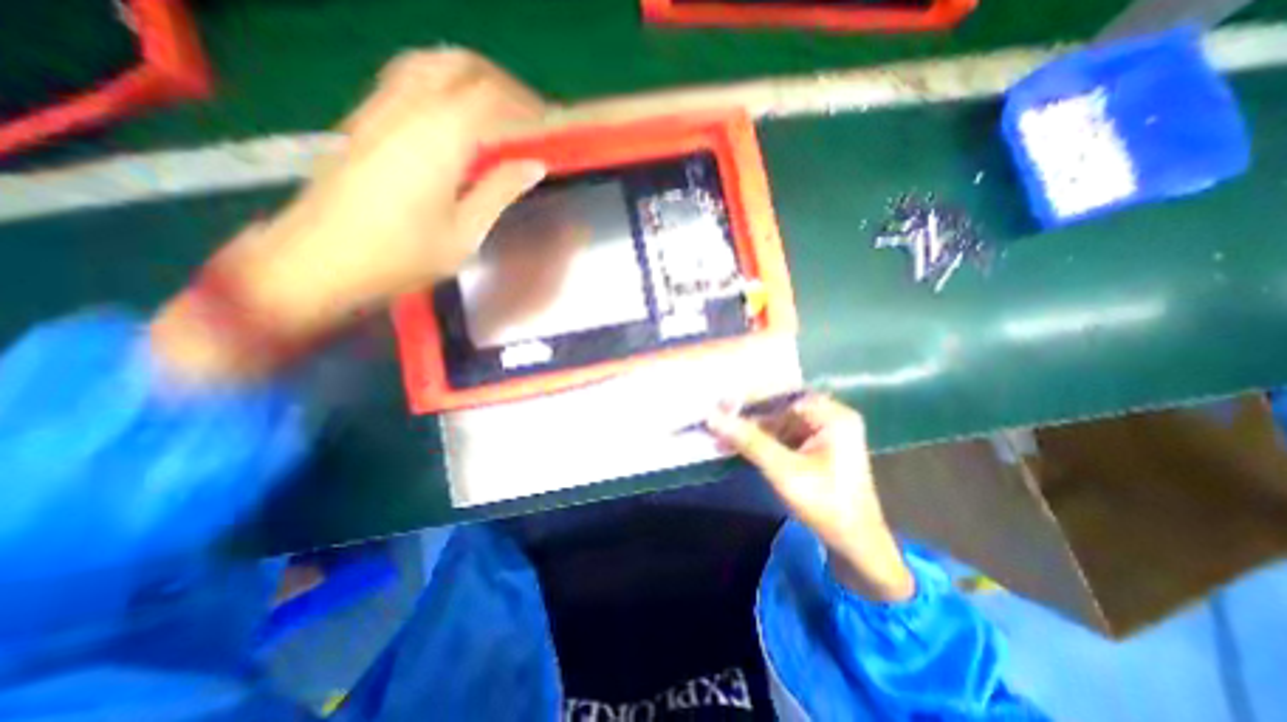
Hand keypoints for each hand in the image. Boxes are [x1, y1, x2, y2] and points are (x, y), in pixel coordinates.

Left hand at [151, 49, 547, 382]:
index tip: (548, 125)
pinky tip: (455, 115)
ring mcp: (379, 109)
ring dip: (470, 78)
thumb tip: (534, 166)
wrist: (318, 260)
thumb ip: (500, 191)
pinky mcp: (363, 120)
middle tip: (526, 115)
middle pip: (459, 65)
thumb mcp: (465, 233)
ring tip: (497, 110)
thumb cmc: (401, 256)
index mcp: (438, 137)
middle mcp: (407, 109)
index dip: (525, 104)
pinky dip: (441, 84)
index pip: (491, 95)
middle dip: (501, 82)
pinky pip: (407, 79)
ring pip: (430, 63)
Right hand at [703, 398, 912, 599]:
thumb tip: (712, 416)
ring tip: (719, 435)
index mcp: (832, 415)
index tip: (720, 404)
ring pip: (777, 422)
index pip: (783, 395)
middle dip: (747, 417)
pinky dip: (759, 441)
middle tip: (716, 419)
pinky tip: (735, 445)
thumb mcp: (784, 471)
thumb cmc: (825, 504)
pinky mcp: (813, 446)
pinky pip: (781, 435)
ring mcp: (822, 432)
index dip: (750, 398)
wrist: (855, 545)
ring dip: (750, 430)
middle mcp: (829, 416)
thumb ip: (749, 440)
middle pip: (779, 407)